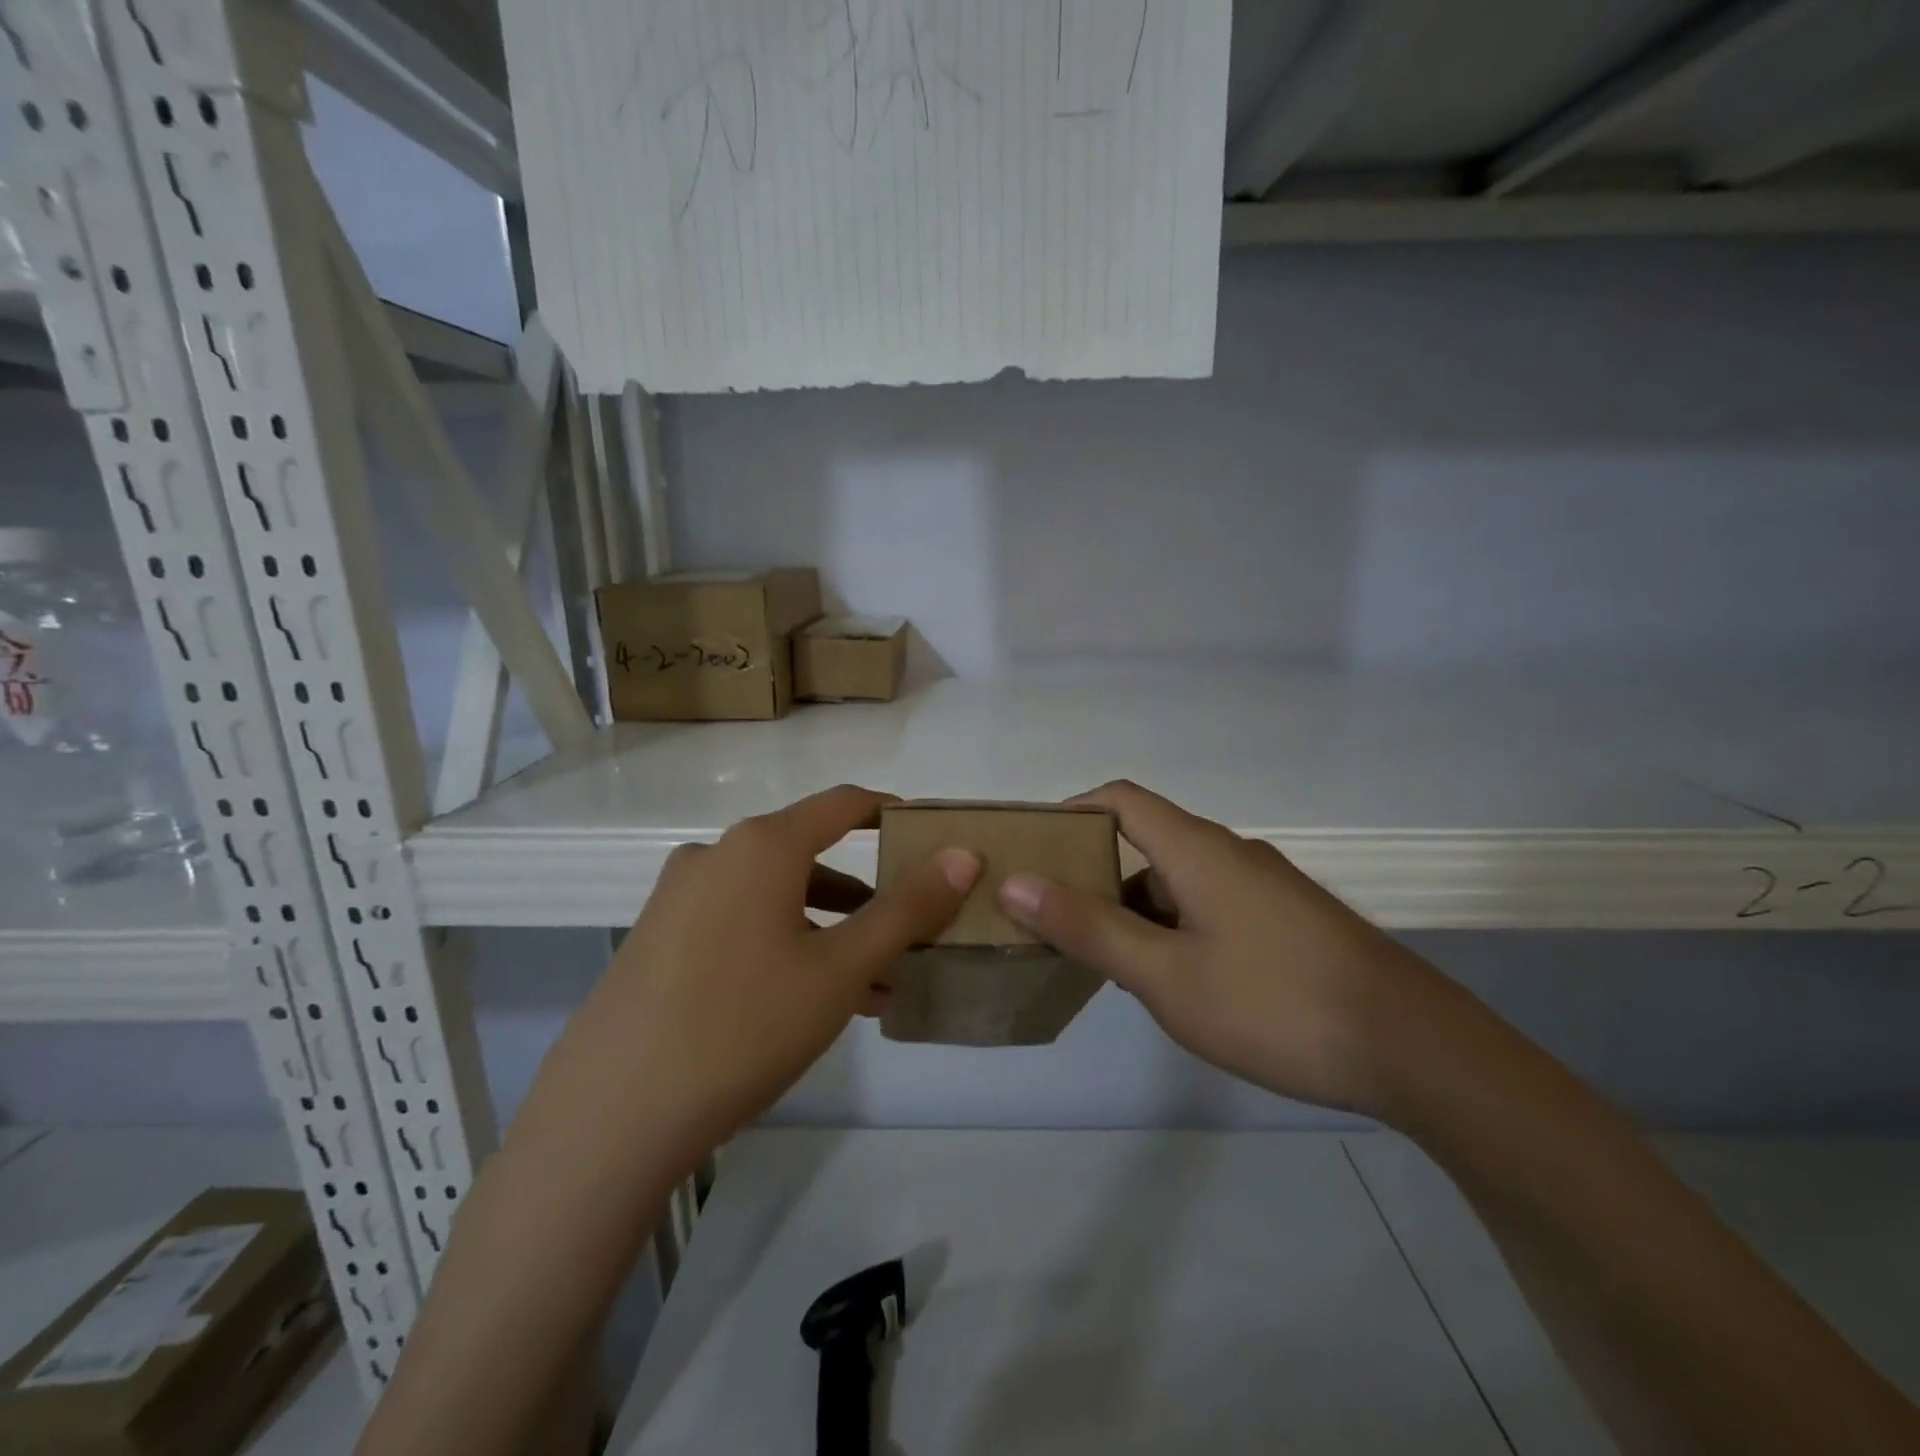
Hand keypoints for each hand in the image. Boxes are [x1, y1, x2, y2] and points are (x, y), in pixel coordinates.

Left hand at [526, 786, 979, 1178]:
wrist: (612, 1114)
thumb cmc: (745, 1026)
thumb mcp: (841, 969)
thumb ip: (908, 908)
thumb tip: (963, 854)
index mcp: (761, 846)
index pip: (841, 804)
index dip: (888, 812)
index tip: (926, 835)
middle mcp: (715, 855)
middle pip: (808, 854)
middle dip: (864, 893)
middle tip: (906, 932)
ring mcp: (678, 897)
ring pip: (774, 896)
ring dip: (826, 927)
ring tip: (869, 983)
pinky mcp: (656, 938)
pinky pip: (738, 922)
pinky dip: (782, 943)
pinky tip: (806, 1000)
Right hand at [997, 781, 1445, 1114]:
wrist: (1415, 1049)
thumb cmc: (1275, 1004)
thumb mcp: (1165, 974)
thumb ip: (1088, 928)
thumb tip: (1016, 881)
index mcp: (1198, 850)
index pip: (1121, 799)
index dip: (1073, 811)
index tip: (1034, 847)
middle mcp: (1231, 854)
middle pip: (1146, 839)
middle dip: (1094, 871)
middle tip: (1052, 915)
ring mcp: (1264, 888)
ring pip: (1179, 879)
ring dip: (1133, 906)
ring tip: (1100, 955)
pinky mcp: (1287, 921)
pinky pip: (1210, 905)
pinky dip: (1172, 925)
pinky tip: (1168, 977)